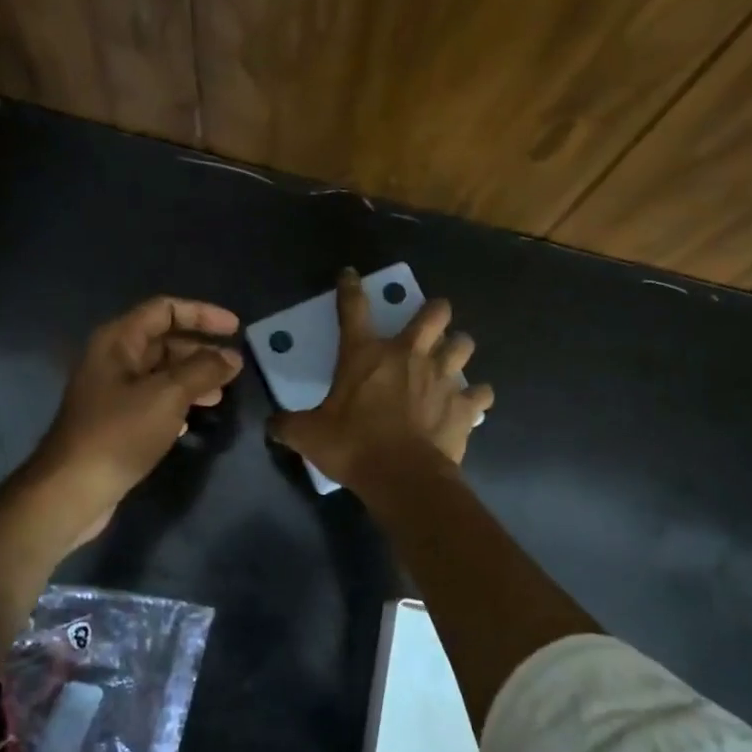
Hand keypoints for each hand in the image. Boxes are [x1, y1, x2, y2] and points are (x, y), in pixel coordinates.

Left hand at [29, 296, 243, 544]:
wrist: (74, 489)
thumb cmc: (120, 433)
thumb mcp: (168, 395)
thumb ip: (203, 370)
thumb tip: (232, 357)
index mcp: (118, 341)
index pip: (165, 310)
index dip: (202, 314)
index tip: (236, 329)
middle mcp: (112, 360)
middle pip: (163, 341)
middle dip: (200, 350)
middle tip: (233, 367)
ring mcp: (112, 392)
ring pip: (160, 373)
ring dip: (192, 378)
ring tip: (221, 394)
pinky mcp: (115, 421)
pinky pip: (153, 400)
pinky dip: (177, 403)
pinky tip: (193, 419)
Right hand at [269, 267, 492, 494]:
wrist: (402, 476)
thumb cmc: (353, 447)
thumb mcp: (309, 436)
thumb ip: (288, 425)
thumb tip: (271, 425)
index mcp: (366, 355)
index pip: (354, 309)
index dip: (350, 288)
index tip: (351, 274)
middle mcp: (408, 356)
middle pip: (433, 314)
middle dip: (434, 311)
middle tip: (430, 320)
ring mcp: (442, 378)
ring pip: (463, 344)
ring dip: (458, 348)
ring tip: (451, 358)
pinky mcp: (464, 405)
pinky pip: (480, 393)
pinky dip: (476, 396)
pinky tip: (471, 402)